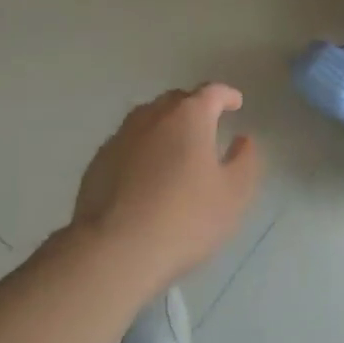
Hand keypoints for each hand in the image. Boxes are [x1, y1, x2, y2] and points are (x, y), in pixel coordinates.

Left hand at [71, 84, 260, 294]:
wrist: (114, 250)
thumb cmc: (185, 219)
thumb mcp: (233, 194)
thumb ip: (245, 161)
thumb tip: (243, 140)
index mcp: (189, 116)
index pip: (211, 92)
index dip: (226, 95)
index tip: (236, 103)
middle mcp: (152, 116)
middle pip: (177, 100)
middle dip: (195, 107)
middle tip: (207, 126)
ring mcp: (121, 137)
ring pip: (148, 119)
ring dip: (165, 126)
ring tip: (176, 148)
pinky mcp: (98, 161)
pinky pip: (128, 144)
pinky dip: (142, 149)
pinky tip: (145, 174)